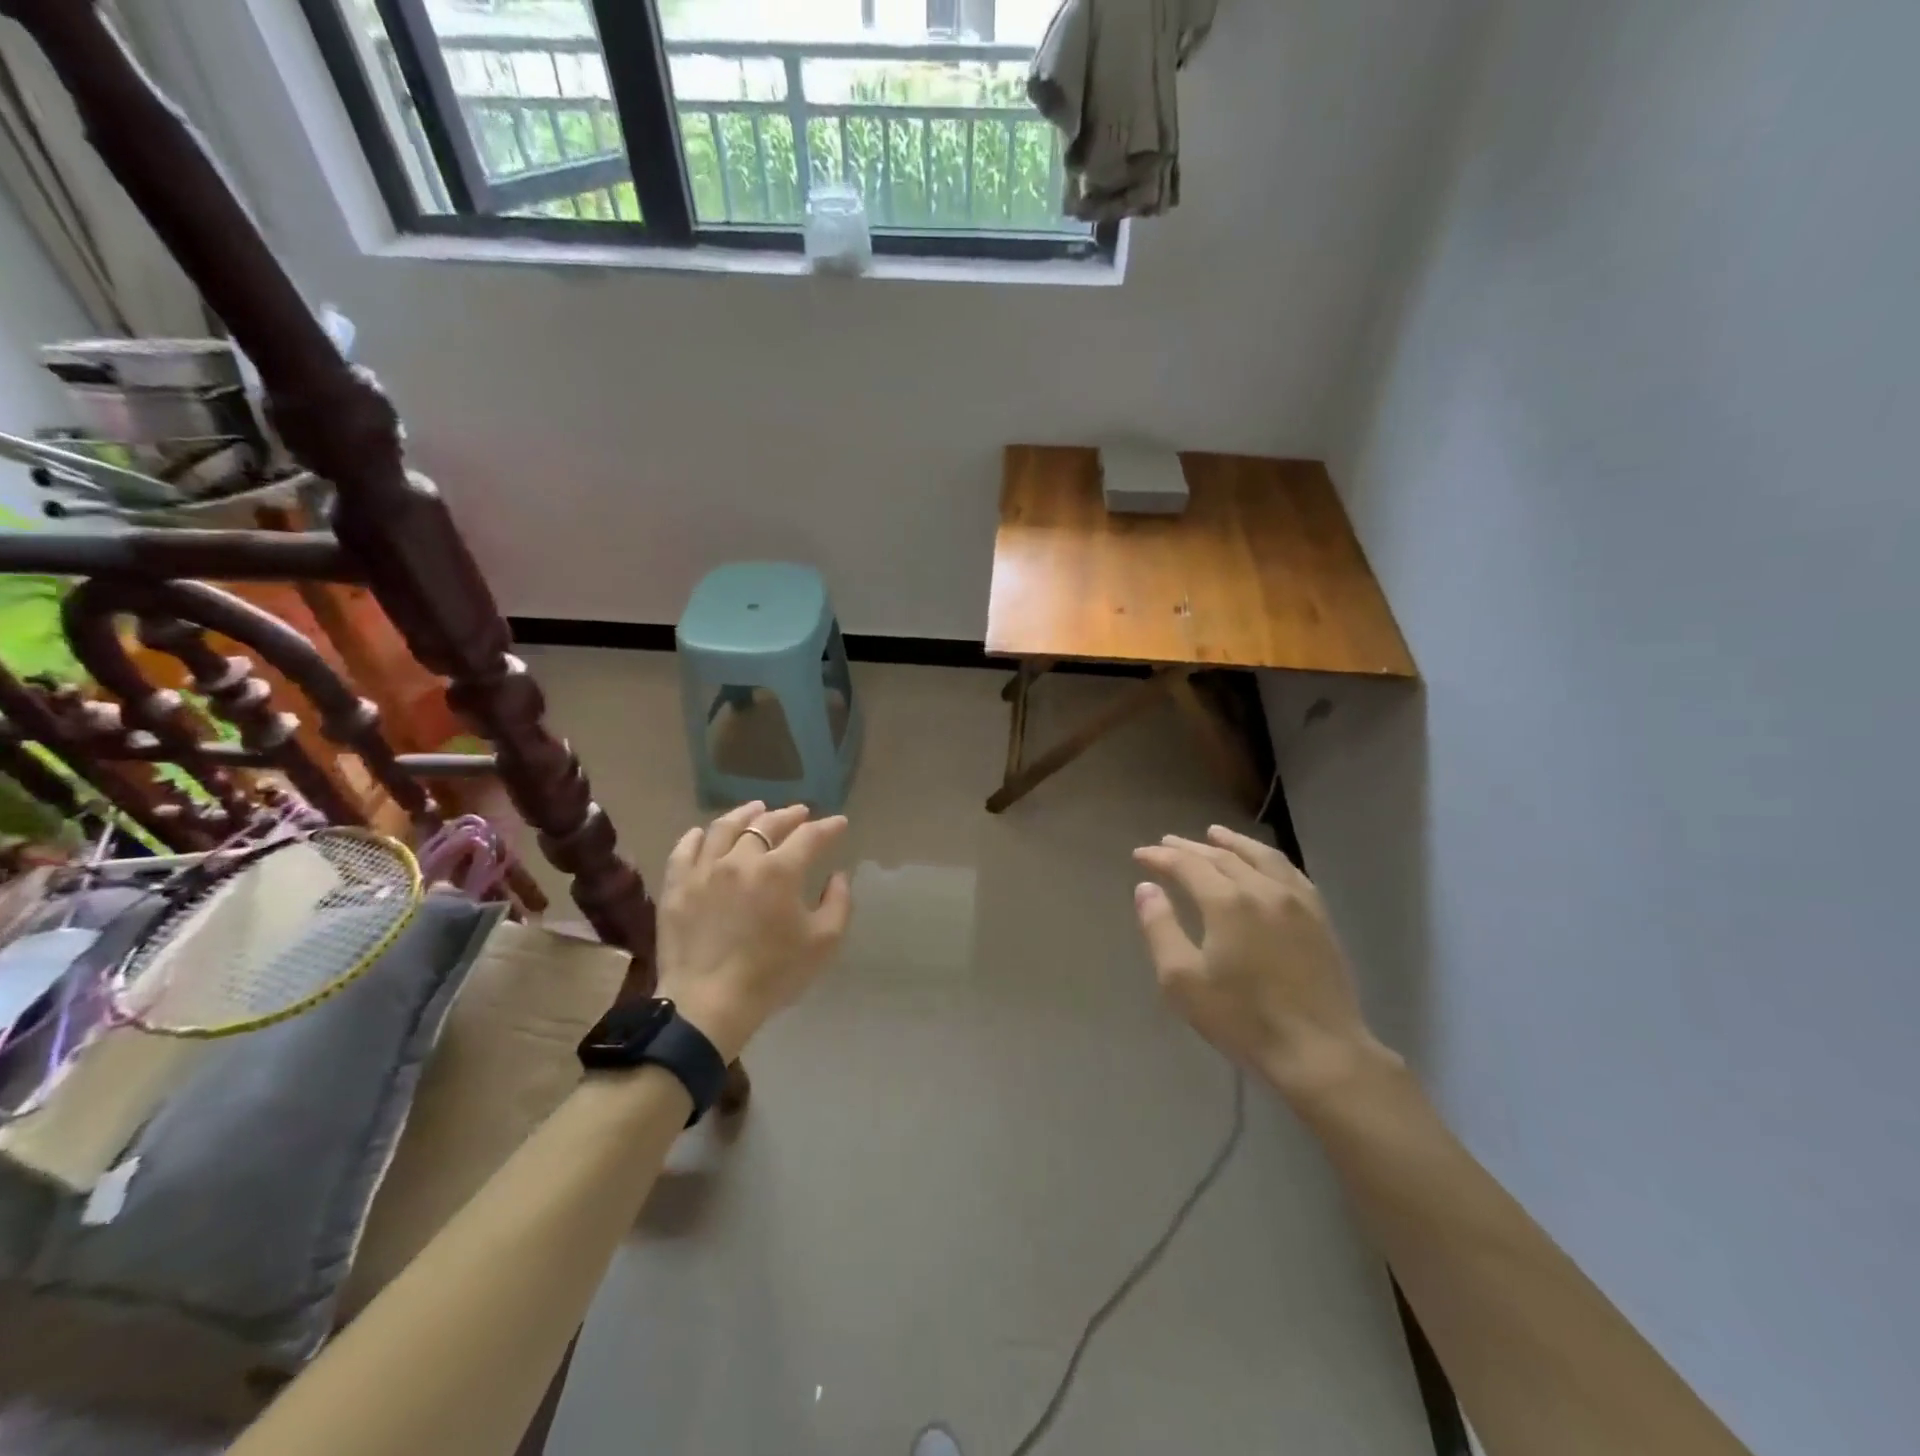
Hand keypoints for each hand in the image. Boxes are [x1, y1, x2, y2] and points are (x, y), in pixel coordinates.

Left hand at [653, 802, 853, 1062]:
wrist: (709, 1004)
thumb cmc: (773, 974)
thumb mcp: (824, 942)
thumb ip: (839, 902)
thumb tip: (837, 876)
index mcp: (780, 870)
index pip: (810, 836)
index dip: (828, 827)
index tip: (839, 823)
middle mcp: (741, 859)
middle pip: (766, 824)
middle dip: (788, 815)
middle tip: (800, 813)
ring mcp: (704, 870)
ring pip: (724, 828)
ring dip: (745, 814)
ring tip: (756, 809)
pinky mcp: (677, 887)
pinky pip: (685, 849)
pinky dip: (698, 836)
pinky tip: (705, 833)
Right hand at [1132, 826, 1396, 1104]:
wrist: (1319, 1051)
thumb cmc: (1242, 1018)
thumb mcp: (1183, 980)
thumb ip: (1160, 928)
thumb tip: (1146, 888)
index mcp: (1227, 902)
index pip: (1187, 865)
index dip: (1160, 857)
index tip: (1140, 854)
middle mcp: (1262, 889)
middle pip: (1222, 857)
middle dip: (1190, 848)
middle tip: (1167, 842)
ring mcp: (1297, 901)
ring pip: (1261, 857)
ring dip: (1233, 843)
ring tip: (1214, 834)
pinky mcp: (1319, 918)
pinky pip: (1290, 872)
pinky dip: (1267, 858)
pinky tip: (1263, 863)